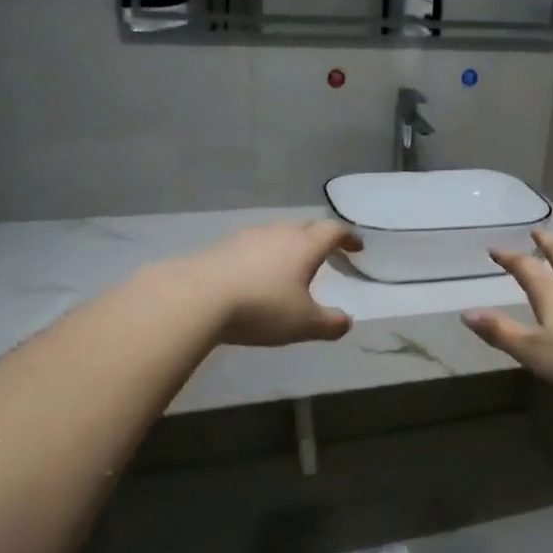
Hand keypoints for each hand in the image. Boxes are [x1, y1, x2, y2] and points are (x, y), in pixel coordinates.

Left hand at [185, 221, 362, 346]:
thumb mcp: (304, 324)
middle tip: (325, 255)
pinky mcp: (220, 247)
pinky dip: (261, 257)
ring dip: (287, 247)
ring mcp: (246, 237)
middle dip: (318, 239)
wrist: (196, 298)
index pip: (333, 231)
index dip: (348, 237)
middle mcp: (278, 233)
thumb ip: (330, 324)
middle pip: (304, 228)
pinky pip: (251, 247)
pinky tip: (254, 277)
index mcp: (305, 245)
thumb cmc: (262, 307)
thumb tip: (347, 322)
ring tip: (289, 267)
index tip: (356, 247)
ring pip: (275, 235)